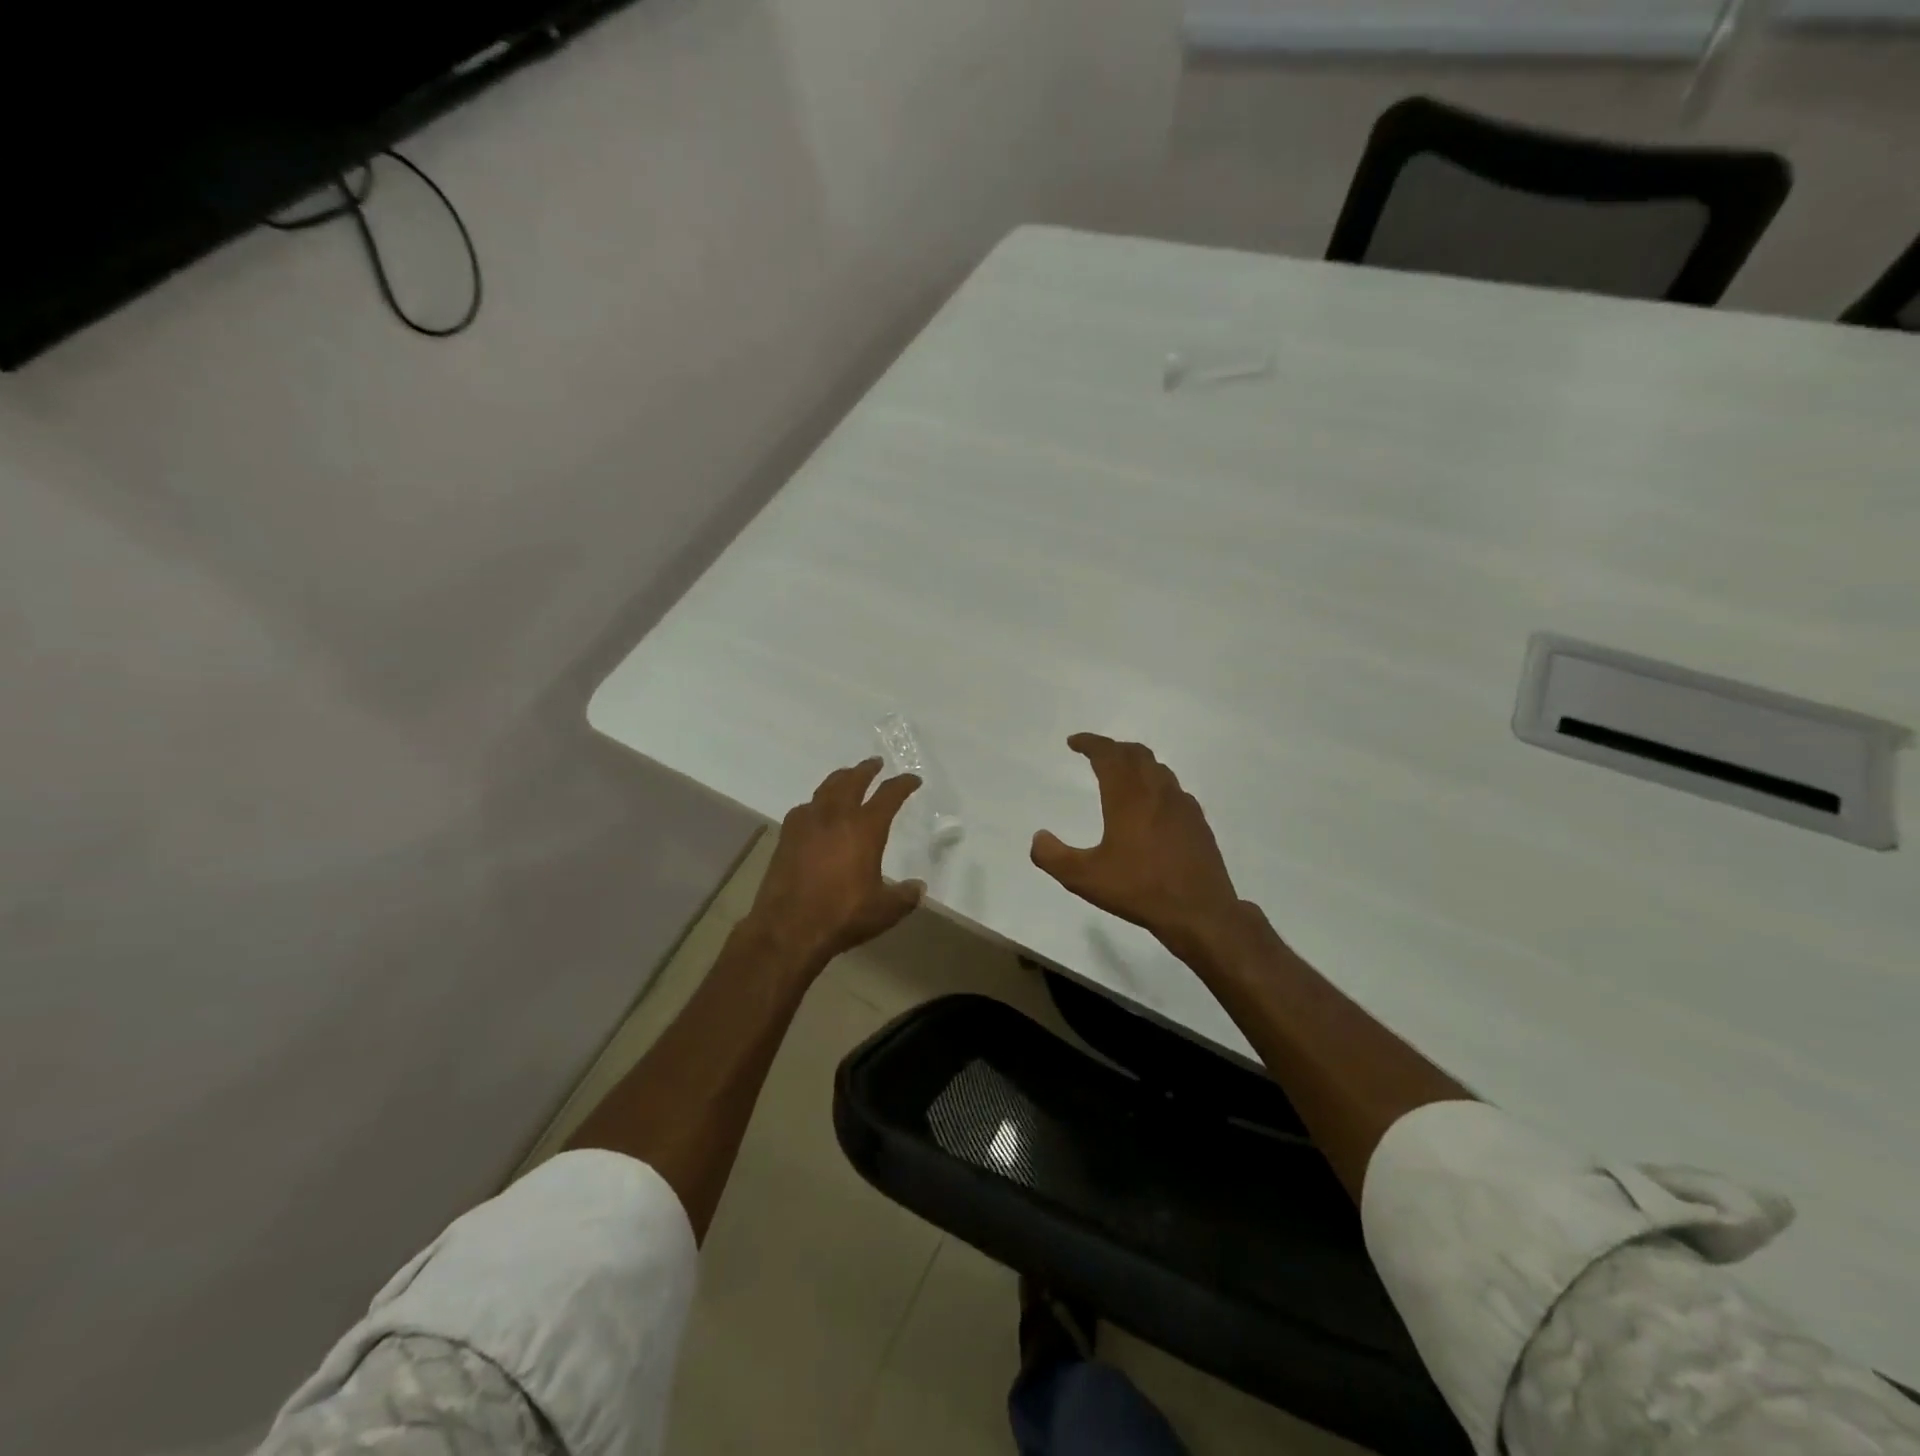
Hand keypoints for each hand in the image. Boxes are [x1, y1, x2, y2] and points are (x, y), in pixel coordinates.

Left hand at [743, 758, 924, 975]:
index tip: (912, 780)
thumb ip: (905, 896)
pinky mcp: (786, 837)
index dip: (902, 785)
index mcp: (864, 828)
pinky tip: (816, 811)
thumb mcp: (884, 910)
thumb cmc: (841, 915)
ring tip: (847, 777)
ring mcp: (807, 824)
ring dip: (840, 779)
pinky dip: (816, 802)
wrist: (787, 929)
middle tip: (875, 764)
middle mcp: (835, 817)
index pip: (888, 796)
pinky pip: (804, 808)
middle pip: (852, 781)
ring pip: (825, 789)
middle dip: (866, 770)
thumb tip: (918, 887)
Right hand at [1031, 734, 1243, 957]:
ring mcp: (1182, 805)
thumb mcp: (1085, 878)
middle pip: (1136, 754)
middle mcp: (1157, 792)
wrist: (1199, 912)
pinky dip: (1156, 784)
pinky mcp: (1197, 822)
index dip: (1090, 743)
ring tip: (1122, 775)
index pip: (1108, 754)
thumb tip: (1038, 837)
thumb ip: (1053, 857)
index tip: (1074, 742)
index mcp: (1128, 797)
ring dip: (1136, 763)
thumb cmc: (1139, 889)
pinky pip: (1173, 789)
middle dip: (1113, 748)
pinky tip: (1152, 806)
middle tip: (1095, 754)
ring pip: (1158, 769)